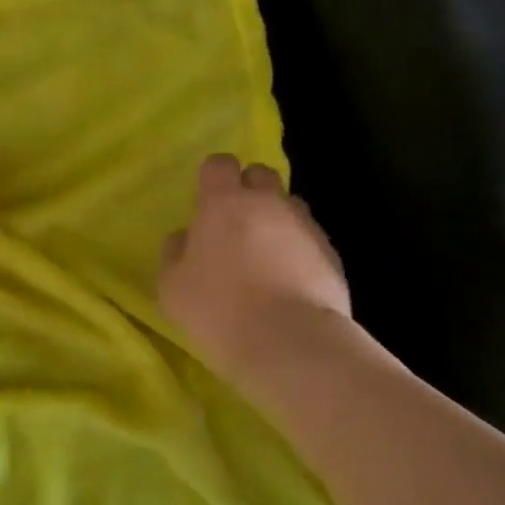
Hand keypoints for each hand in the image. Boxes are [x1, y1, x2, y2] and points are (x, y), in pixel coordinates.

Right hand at [159, 153, 350, 374]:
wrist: (291, 341)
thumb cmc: (219, 310)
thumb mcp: (173, 288)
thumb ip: (175, 253)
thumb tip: (184, 237)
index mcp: (223, 202)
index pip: (219, 164)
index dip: (213, 178)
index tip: (207, 202)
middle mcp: (267, 202)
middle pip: (260, 175)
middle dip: (249, 190)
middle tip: (236, 225)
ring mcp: (304, 225)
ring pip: (289, 206)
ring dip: (277, 220)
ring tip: (267, 257)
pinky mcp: (331, 253)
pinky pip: (310, 239)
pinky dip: (300, 251)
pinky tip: (291, 282)